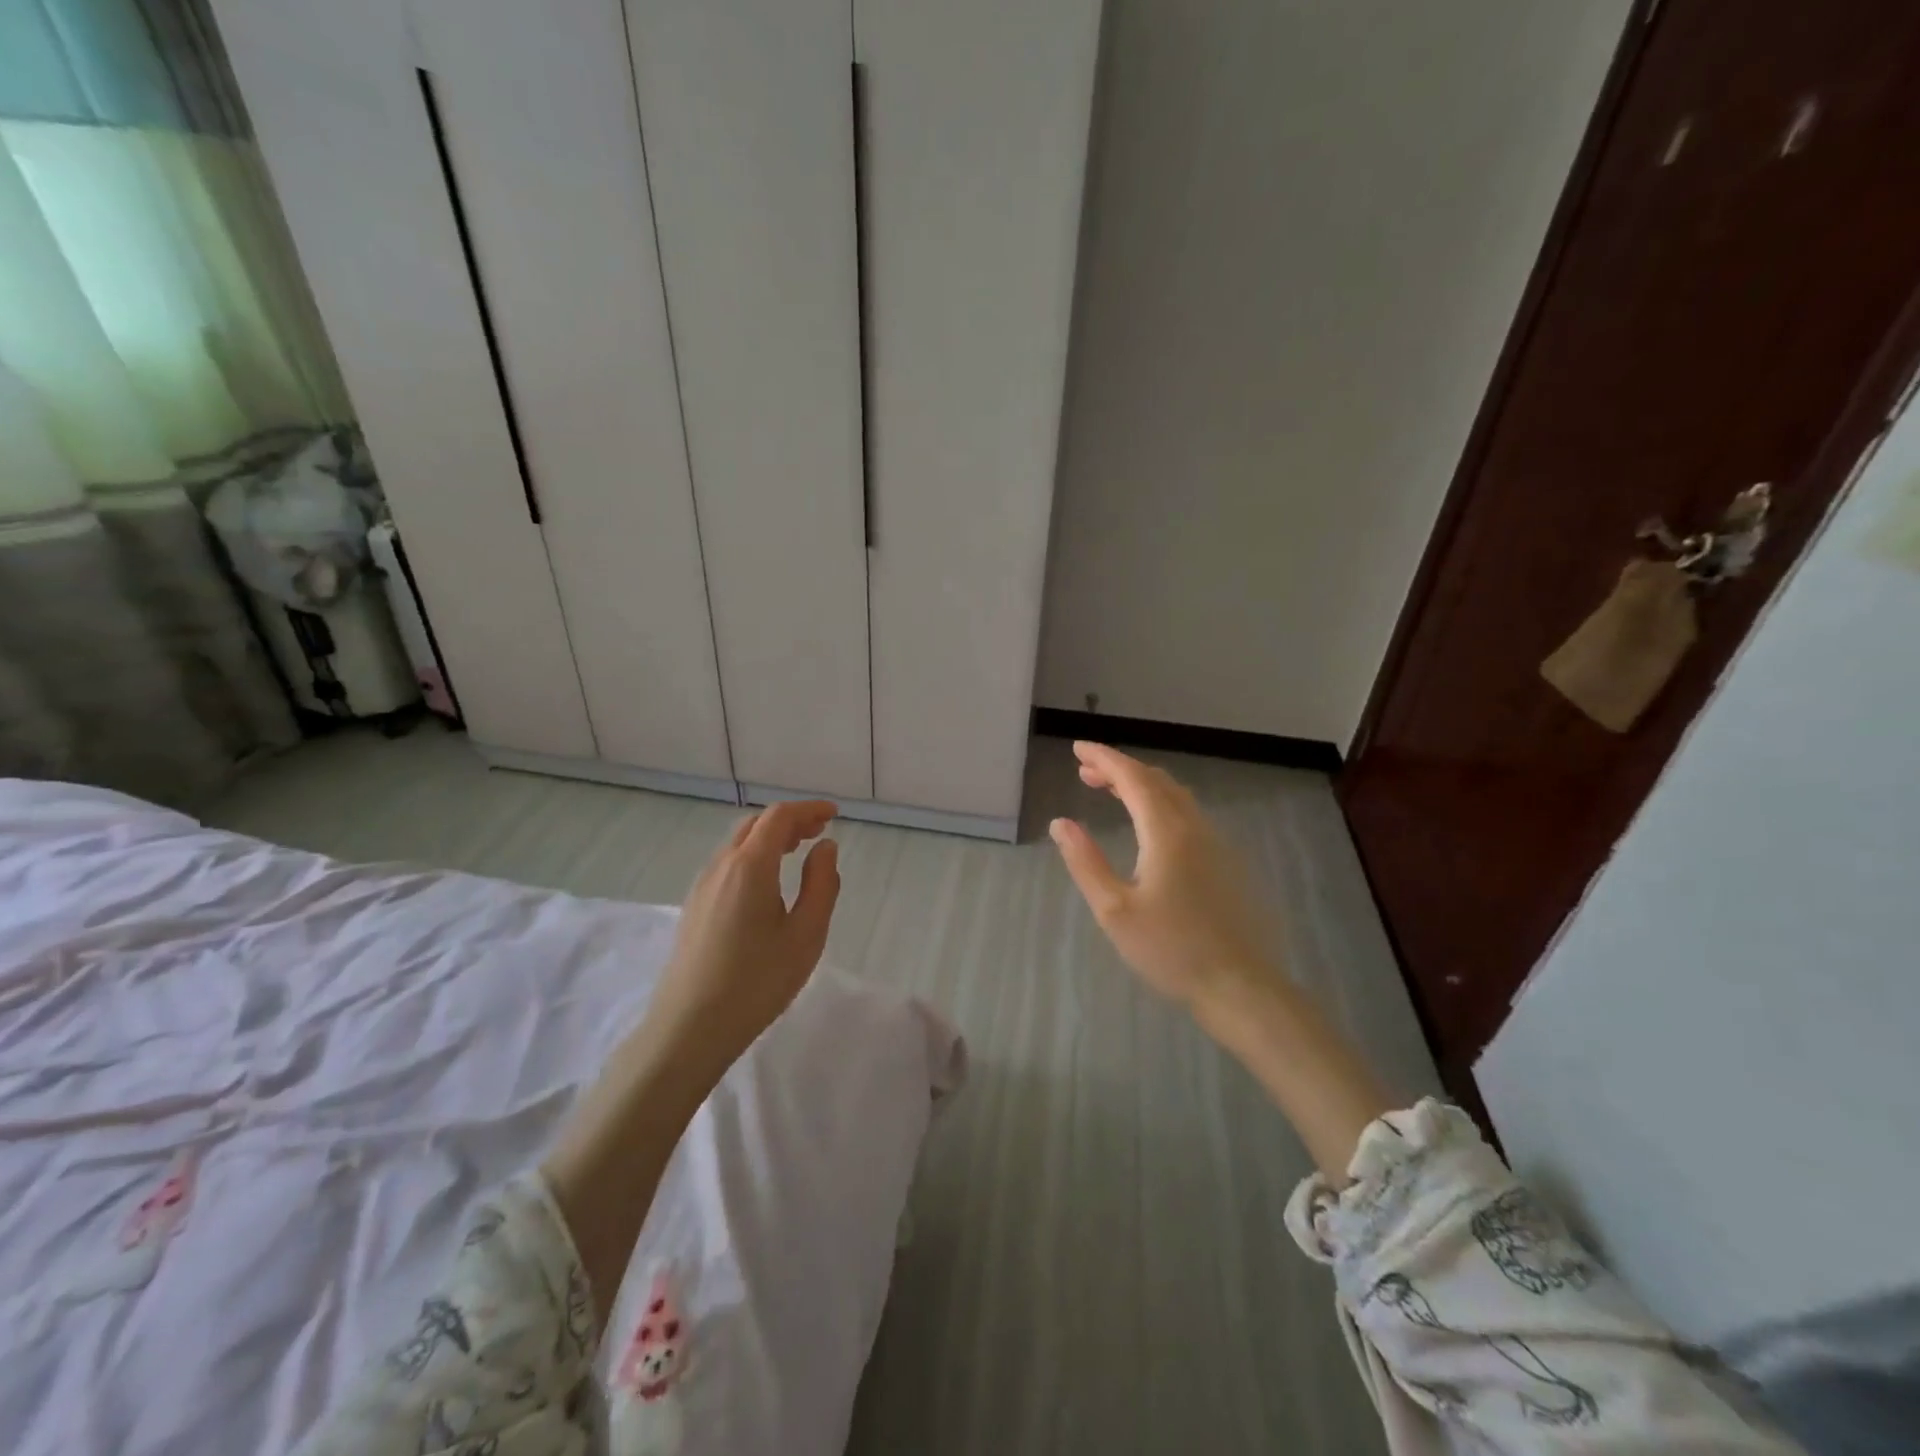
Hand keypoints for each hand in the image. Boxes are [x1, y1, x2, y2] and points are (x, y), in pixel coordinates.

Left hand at [646, 800, 841, 1078]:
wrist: (689, 1028)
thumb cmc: (757, 981)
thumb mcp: (806, 935)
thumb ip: (822, 884)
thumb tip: (825, 848)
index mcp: (749, 866)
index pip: (779, 817)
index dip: (808, 810)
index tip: (834, 815)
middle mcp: (721, 866)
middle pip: (755, 825)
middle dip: (789, 821)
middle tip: (819, 832)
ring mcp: (702, 886)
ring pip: (738, 844)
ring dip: (769, 838)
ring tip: (797, 852)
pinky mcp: (694, 906)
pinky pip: (727, 864)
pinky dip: (753, 856)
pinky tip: (767, 883)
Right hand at [1050, 742, 1279, 1011]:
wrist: (1239, 985)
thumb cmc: (1170, 949)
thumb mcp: (1115, 910)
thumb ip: (1086, 862)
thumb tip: (1061, 823)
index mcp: (1167, 833)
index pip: (1133, 778)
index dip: (1105, 758)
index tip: (1078, 748)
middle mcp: (1195, 827)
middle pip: (1156, 781)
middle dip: (1120, 769)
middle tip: (1086, 772)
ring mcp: (1216, 843)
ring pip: (1176, 796)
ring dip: (1141, 785)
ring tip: (1111, 791)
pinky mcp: (1226, 861)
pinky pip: (1188, 814)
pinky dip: (1160, 803)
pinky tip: (1148, 826)